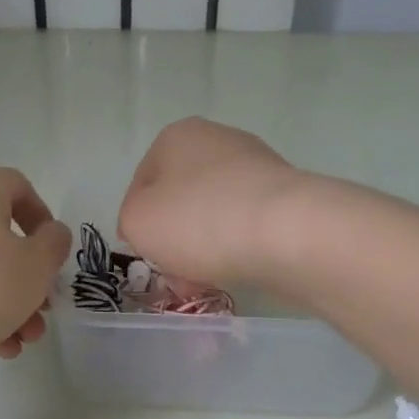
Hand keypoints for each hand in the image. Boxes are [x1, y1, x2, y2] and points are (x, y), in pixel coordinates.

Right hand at [118, 118, 311, 288]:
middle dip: (174, 240)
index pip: (141, 183)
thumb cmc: (199, 220)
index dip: (136, 224)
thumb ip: (130, 221)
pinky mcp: (288, 197)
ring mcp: (258, 167)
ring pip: (214, 215)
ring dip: (204, 249)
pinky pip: (248, 226)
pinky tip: (237, 273)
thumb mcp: (137, 222)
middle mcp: (219, 141)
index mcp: (177, 136)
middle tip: (175, 274)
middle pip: (181, 199)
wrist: (287, 233)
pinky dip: (238, 248)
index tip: (143, 256)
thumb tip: (153, 227)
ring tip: (205, 282)